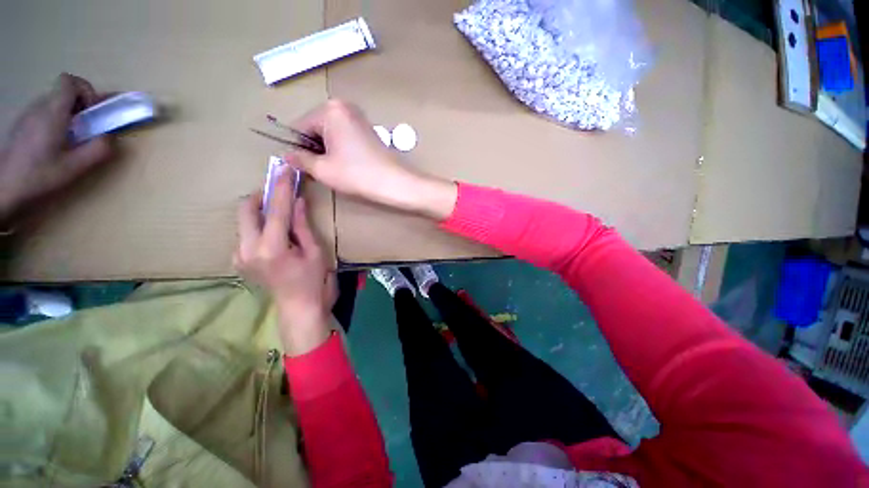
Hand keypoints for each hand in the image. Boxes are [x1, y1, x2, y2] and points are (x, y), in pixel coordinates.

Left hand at [0, 73, 112, 220]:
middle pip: (64, 91)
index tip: (91, 111)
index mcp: (53, 112)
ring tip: (69, 138)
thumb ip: (98, 149)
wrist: (2, 186)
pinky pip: (44, 112)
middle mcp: (39, 106)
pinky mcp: (22, 123)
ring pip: (54, 102)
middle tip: (85, 128)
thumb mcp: (75, 167)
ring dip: (67, 114)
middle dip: (79, 105)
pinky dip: (55, 121)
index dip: (85, 90)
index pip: (70, 81)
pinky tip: (53, 142)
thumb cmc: (38, 176)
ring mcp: (28, 114)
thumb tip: (110, 137)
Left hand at [234, 169, 335, 355]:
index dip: (282, 186)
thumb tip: (297, 200)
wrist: (299, 308)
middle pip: (246, 209)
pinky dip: (258, 224)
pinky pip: (245, 232)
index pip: (275, 209)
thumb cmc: (314, 281)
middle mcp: (247, 249)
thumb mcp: (315, 252)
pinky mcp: (238, 260)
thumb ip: (302, 225)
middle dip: (263, 195)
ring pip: (243, 219)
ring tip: (280, 211)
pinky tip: (274, 230)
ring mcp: (238, 256)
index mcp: (272, 248)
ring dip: (260, 209)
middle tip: (281, 191)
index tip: (286, 168)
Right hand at [291, 100, 457, 219]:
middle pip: (315, 128)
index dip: (298, 149)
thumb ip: (300, 159)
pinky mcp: (368, 129)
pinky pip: (344, 136)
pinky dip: (340, 149)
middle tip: (321, 170)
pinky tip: (346, 164)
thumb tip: (287, 155)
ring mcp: (358, 117)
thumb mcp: (323, 169)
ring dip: (326, 150)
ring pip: (330, 133)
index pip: (299, 127)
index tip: (303, 167)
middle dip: (314, 149)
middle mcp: (344, 107)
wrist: (394, 182)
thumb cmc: (357, 175)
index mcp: (330, 110)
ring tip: (335, 169)